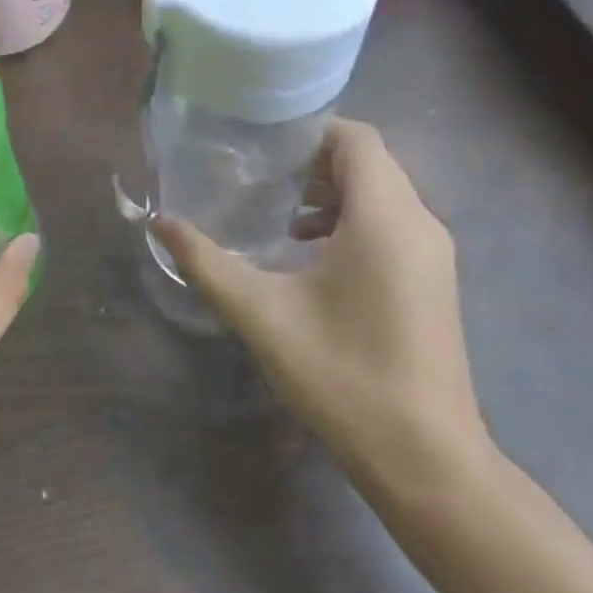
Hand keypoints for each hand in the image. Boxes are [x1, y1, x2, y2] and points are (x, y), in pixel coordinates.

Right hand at [153, 121, 491, 501]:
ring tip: (277, 213)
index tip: (261, 145)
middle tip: (258, 176)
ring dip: (331, 193)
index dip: (309, 131)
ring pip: (382, 195)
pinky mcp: (434, 281)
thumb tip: (159, 223)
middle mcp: (419, 223)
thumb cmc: (342, 375)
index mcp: (384, 217)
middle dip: (313, 162)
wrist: (426, 460)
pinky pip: (392, 224)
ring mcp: (434, 254)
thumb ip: (207, 261)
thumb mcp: (262, 314)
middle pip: (368, 163)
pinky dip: (352, 221)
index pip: (356, 139)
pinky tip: (309, 255)